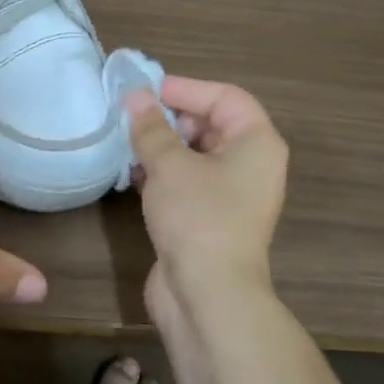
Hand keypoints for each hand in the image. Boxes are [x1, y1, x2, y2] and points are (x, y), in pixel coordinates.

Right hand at [127, 77, 287, 316]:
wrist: (207, 295)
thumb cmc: (198, 217)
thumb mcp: (170, 165)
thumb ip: (151, 128)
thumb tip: (135, 97)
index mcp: (257, 143)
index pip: (226, 97)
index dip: (186, 88)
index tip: (146, 90)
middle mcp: (251, 165)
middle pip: (212, 125)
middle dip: (171, 118)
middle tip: (133, 117)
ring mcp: (231, 195)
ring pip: (196, 156)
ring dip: (162, 147)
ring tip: (126, 141)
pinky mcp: (209, 219)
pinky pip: (187, 183)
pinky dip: (162, 174)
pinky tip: (132, 173)